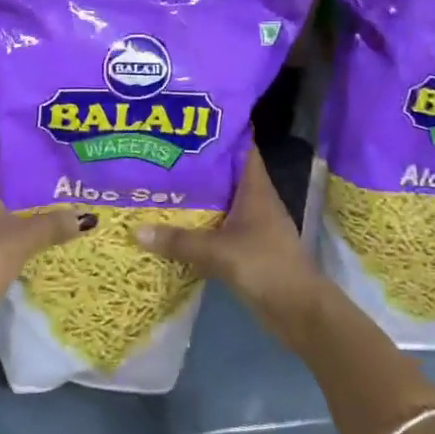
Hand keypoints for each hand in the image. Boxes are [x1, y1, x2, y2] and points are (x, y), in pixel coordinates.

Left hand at [0, 137, 79, 349]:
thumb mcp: (28, 236)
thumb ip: (56, 223)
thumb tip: (86, 217)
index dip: (11, 139)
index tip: (37, 138)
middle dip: (15, 168)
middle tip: (47, 165)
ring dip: (8, 195)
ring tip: (41, 193)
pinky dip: (0, 217)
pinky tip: (24, 225)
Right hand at [136, 147, 327, 335]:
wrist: (298, 311)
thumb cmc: (264, 266)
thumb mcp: (217, 251)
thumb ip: (179, 241)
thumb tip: (136, 231)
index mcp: (256, 189)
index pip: (242, 148)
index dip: (221, 133)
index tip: (192, 122)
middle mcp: (256, 201)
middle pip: (226, 174)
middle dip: (199, 164)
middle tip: (163, 153)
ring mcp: (253, 226)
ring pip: (221, 202)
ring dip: (198, 197)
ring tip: (162, 184)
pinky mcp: (248, 249)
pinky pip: (219, 229)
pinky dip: (200, 225)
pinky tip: (175, 225)